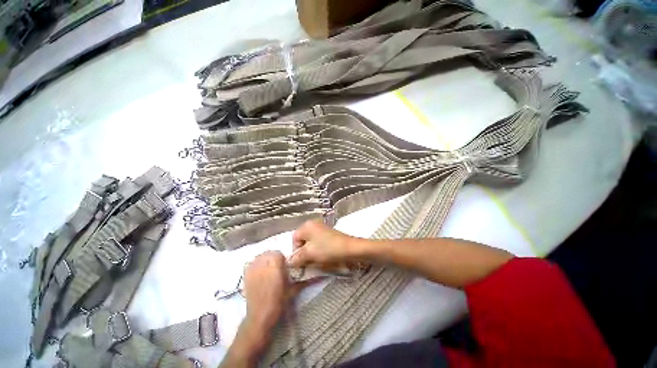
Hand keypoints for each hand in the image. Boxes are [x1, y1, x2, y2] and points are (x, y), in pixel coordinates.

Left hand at [243, 251, 305, 332]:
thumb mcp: (293, 290)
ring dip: (264, 260)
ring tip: (267, 270)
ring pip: (260, 256)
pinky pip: (250, 263)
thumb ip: (303, 280)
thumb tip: (319, 276)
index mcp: (276, 265)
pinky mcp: (246, 274)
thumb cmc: (279, 302)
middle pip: (269, 253)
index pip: (279, 253)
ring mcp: (253, 268)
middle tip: (277, 268)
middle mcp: (264, 263)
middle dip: (273, 258)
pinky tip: (258, 273)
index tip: (284, 266)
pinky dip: (255, 264)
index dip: (282, 259)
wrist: (260, 316)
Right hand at [288, 220, 357, 268]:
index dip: (296, 251)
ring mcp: (322, 228)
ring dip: (312, 253)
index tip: (302, 261)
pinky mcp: (329, 234)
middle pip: (302, 240)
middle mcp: (313, 224)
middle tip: (309, 261)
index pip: (294, 239)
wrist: (350, 249)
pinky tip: (324, 256)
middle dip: (304, 252)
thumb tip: (289, 262)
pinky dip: (319, 250)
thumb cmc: (328, 249)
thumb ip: (296, 258)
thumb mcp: (309, 254)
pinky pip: (318, 243)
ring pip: (311, 243)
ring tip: (317, 260)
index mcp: (307, 225)